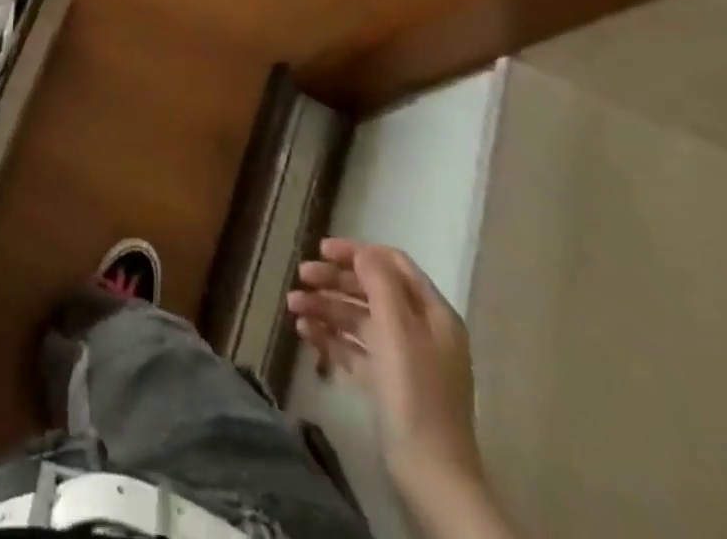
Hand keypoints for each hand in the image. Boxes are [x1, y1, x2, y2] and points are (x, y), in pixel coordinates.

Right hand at [288, 240, 482, 497]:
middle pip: (373, 290)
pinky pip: (356, 348)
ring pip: (360, 319)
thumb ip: (379, 283)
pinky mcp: (388, 385)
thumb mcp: (397, 329)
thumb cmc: (414, 393)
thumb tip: (362, 253)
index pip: (393, 264)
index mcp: (433, 313)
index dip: (357, 253)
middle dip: (335, 281)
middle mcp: (420, 330)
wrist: (430, 475)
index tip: (320, 250)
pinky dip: (332, 337)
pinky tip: (306, 334)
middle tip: (301, 277)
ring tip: (293, 308)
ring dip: (327, 308)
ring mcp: (404, 359)